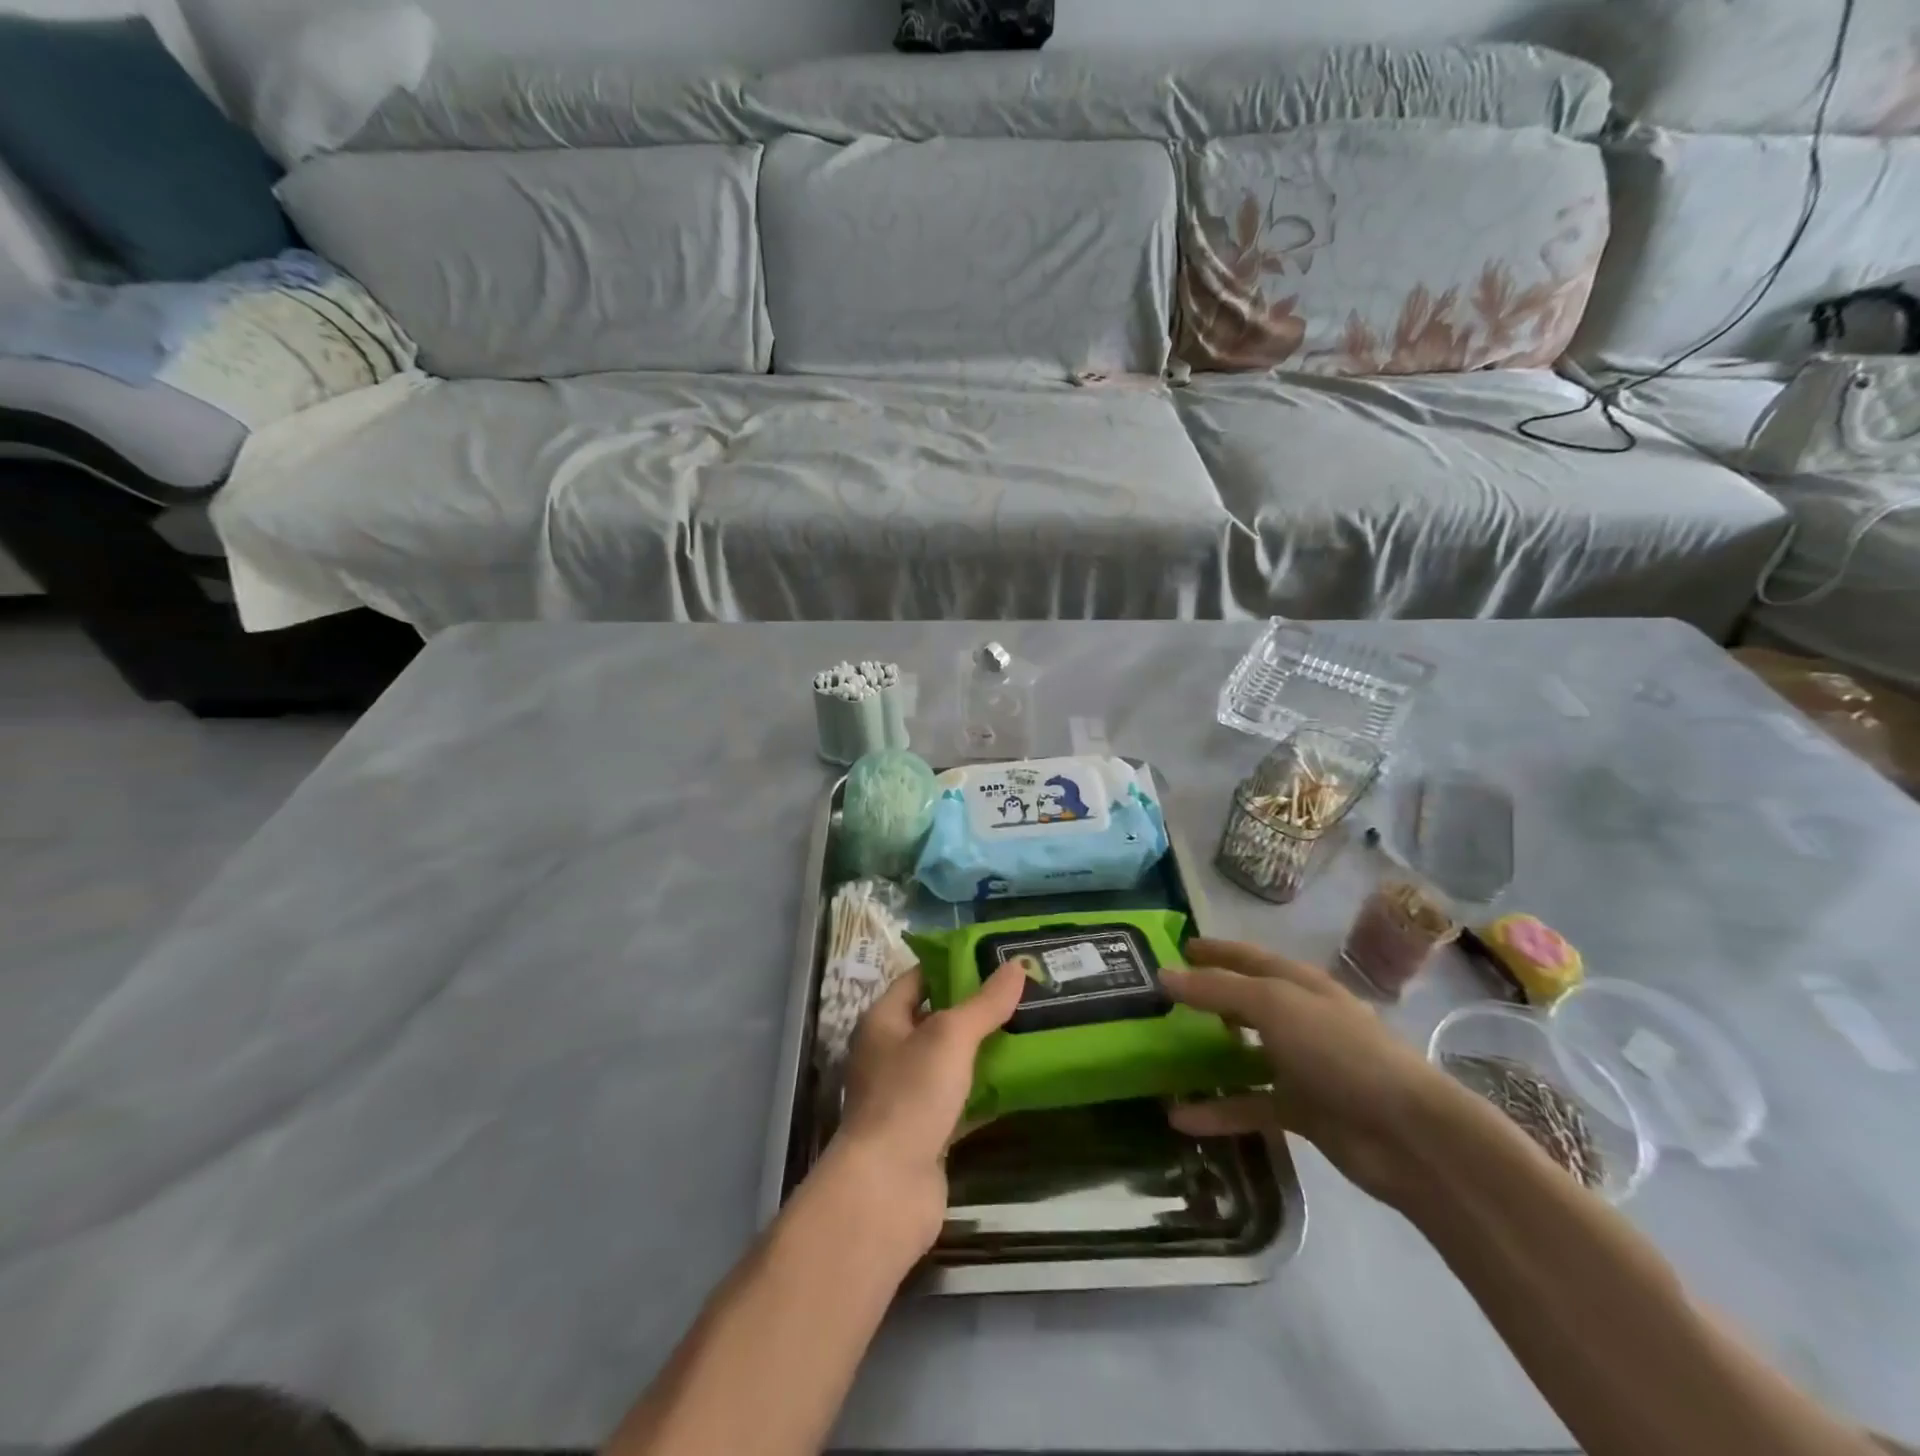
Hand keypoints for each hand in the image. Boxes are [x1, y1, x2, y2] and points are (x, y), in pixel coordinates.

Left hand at [833, 963, 1026, 1247]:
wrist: (887, 1189)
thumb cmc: (910, 1095)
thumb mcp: (951, 1037)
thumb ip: (985, 1003)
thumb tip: (1017, 965)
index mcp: (883, 1021)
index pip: (919, 978)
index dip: (954, 965)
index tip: (996, 959)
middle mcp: (890, 1053)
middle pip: (937, 1019)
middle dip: (976, 1009)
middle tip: (1023, 994)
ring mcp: (907, 1095)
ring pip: (951, 1062)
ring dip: (984, 1051)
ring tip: (1030, 1030)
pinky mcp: (926, 1132)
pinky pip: (961, 1101)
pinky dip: (986, 1092)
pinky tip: (1021, 1083)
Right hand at [1162, 938, 1467, 1203]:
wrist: (1408, 1134)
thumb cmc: (1339, 1050)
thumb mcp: (1273, 1005)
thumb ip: (1217, 989)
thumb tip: (1163, 974)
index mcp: (1299, 984)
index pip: (1248, 957)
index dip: (1214, 951)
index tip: (1177, 947)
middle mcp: (1300, 1019)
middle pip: (1245, 1003)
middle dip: (1207, 1000)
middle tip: (1161, 1002)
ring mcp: (1302, 1066)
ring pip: (1244, 1056)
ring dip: (1208, 1056)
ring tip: (1162, 1056)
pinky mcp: (1303, 1111)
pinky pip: (1250, 1106)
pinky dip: (1218, 1111)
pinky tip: (1179, 1118)